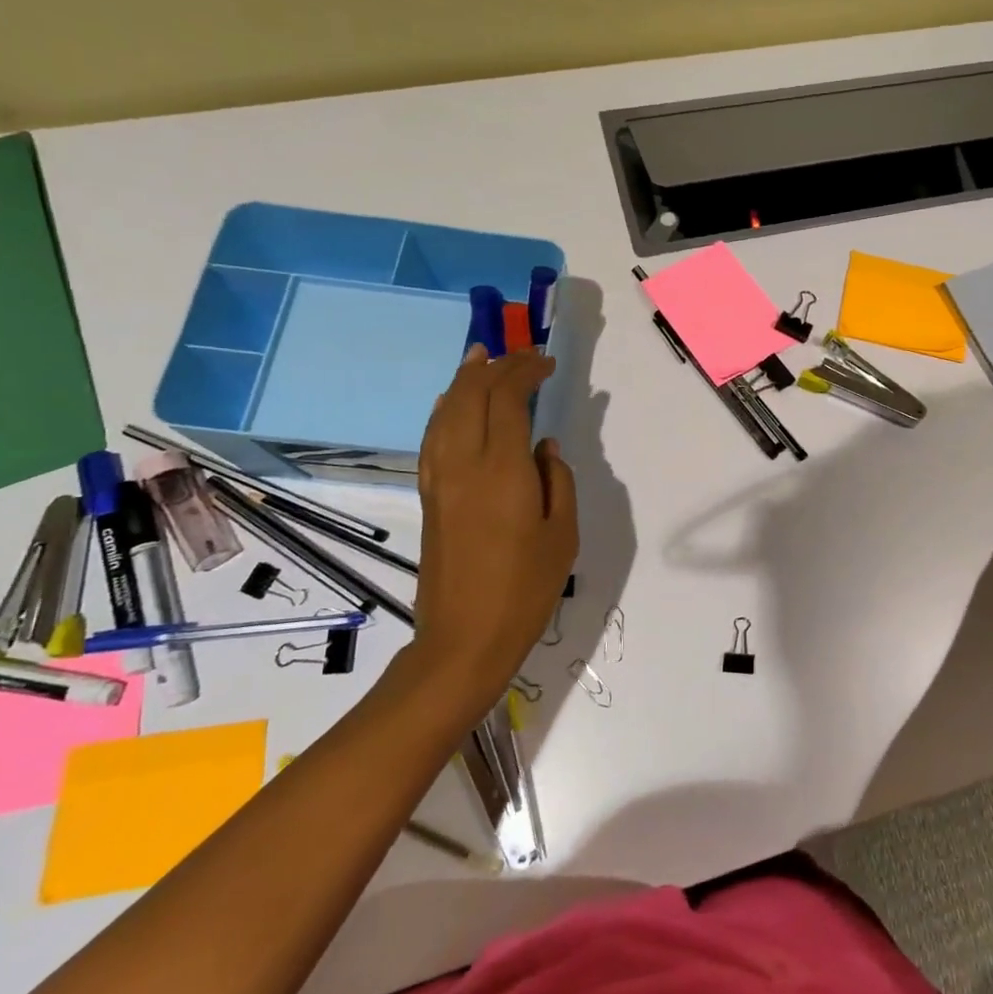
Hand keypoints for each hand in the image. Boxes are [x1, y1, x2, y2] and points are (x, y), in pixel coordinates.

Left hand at [409, 346, 577, 705]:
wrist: (464, 639)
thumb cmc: (526, 589)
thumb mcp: (562, 535)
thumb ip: (557, 481)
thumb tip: (543, 447)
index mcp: (502, 470)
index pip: (507, 399)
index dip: (526, 372)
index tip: (548, 363)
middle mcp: (463, 464)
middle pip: (471, 396)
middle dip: (497, 367)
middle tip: (522, 355)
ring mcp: (440, 479)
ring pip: (445, 411)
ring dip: (464, 380)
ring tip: (480, 357)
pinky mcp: (430, 497)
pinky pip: (433, 437)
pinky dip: (443, 410)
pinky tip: (450, 403)